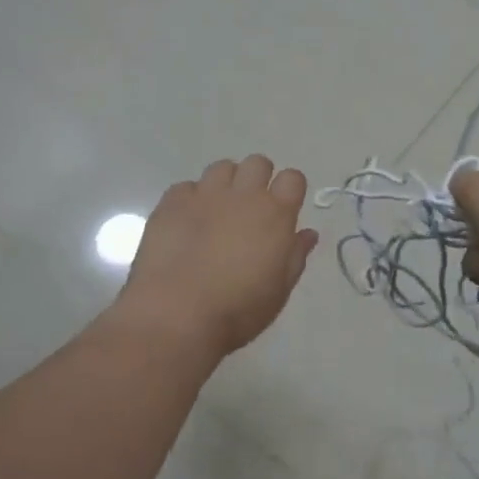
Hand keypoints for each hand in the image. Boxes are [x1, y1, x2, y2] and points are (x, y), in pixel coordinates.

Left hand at [119, 156, 319, 357]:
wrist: (176, 314)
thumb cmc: (238, 310)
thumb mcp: (279, 290)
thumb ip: (296, 256)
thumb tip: (308, 233)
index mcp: (275, 214)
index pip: (293, 178)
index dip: (290, 190)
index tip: (284, 209)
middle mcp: (243, 195)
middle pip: (258, 163)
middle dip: (258, 179)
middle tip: (250, 209)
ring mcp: (204, 195)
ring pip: (222, 167)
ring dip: (225, 184)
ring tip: (217, 212)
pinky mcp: (171, 203)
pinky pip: (186, 187)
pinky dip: (190, 199)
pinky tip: (187, 224)